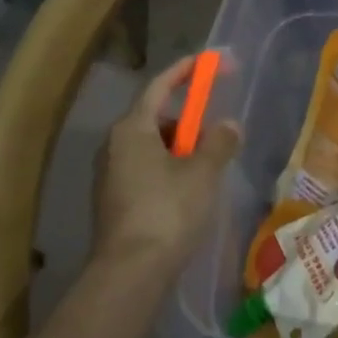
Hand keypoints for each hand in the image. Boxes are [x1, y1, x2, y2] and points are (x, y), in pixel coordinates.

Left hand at [93, 55, 240, 278]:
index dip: (185, 71)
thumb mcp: (203, 173)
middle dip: (187, 121)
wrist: (129, 275)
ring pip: (150, 148)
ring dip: (179, 149)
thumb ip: (219, 142)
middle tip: (215, 133)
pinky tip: (188, 193)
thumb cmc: (167, 212)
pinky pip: (144, 171)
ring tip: (207, 169)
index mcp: (132, 129)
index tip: (208, 62)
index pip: (159, 86)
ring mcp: (109, 176)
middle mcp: (114, 146)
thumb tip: (229, 125)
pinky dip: (167, 171)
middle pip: (155, 118)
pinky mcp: (112, 202)